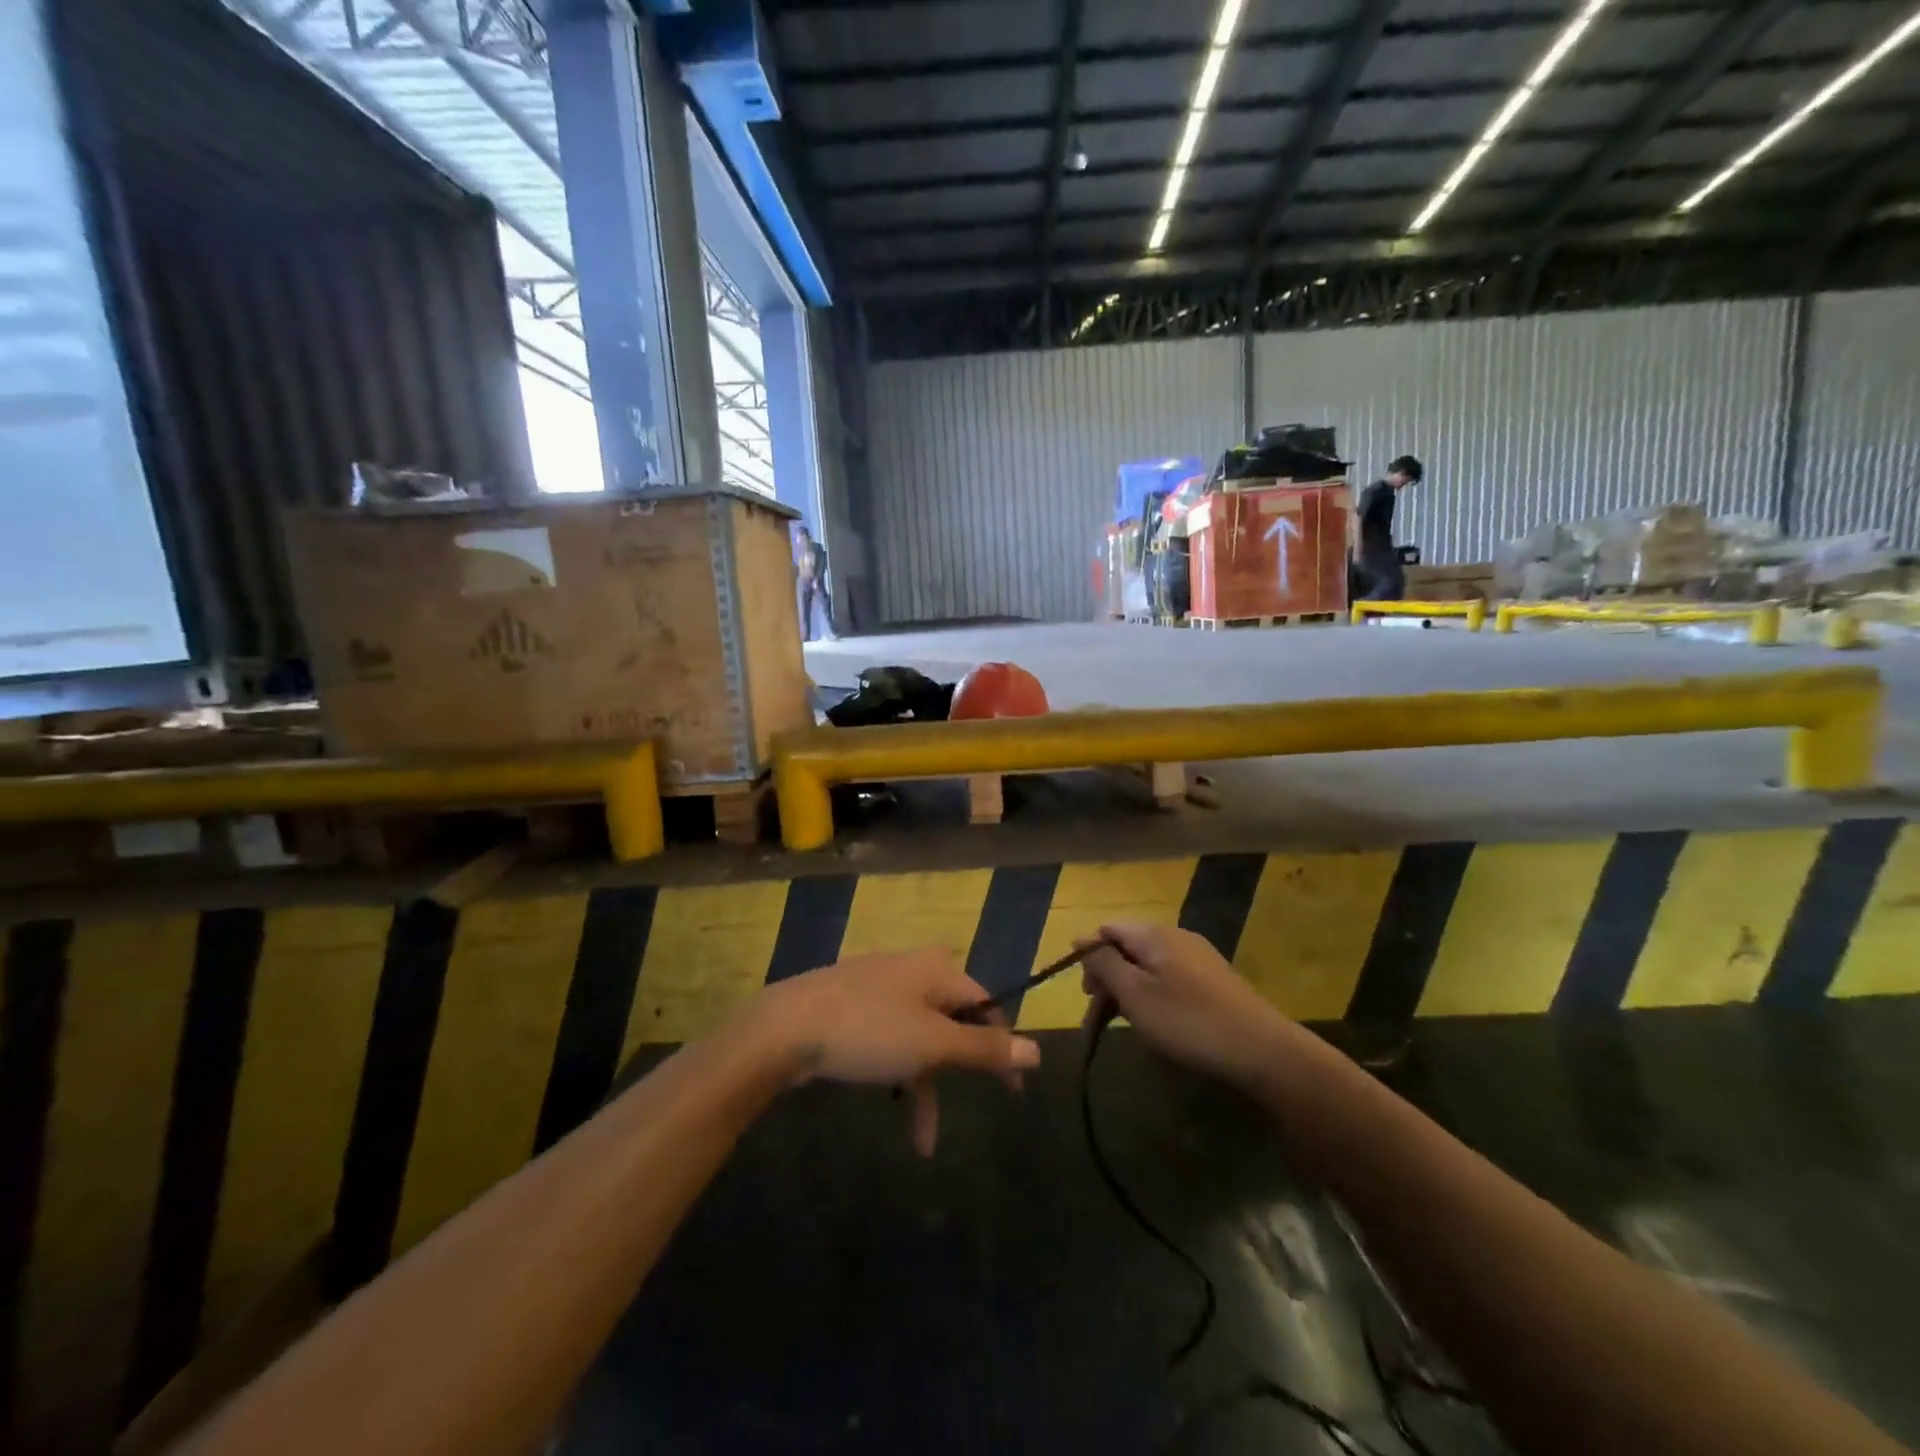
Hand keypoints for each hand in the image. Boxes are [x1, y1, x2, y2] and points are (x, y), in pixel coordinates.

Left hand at [742, 948, 1038, 1154]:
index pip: (986, 1002)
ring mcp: (879, 988)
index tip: (1012, 1088)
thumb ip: (985, 1048)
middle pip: (953, 1019)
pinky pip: (890, 1040)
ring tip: (924, 1139)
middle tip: (979, 1102)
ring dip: (927, 1085)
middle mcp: (912, 970)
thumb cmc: (869, 1031)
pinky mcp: (852, 1008)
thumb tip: (1037, 1050)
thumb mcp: (934, 1044)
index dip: (1002, 1043)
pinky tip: (893, 1108)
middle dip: (962, 1067)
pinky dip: (898, 1073)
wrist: (784, 1029)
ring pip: (920, 1037)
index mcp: (937, 969)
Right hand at [1077, 923, 1290, 1082]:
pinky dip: (1151, 994)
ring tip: (1120, 1022)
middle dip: (1106, 976)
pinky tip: (1154, 1020)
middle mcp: (1175, 936)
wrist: (1260, 1048)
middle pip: (1127, 947)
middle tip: (1096, 1013)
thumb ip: (1105, 964)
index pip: (1108, 929)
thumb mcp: (1135, 993)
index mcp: (1153, 934)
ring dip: (1127, 989)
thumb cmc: (1187, 1020)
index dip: (1088, 953)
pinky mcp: (1213, 979)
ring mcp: (1197, 957)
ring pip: (1148, 965)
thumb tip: (1085, 941)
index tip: (1080, 989)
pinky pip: (1169, 977)